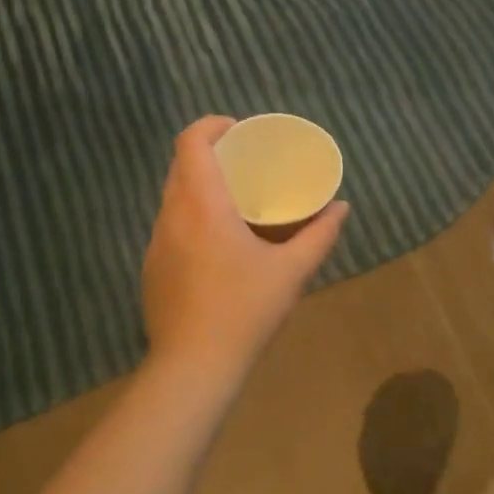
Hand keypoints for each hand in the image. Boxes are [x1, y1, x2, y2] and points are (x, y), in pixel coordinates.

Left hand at [142, 116, 348, 379]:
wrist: (192, 368)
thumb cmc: (244, 311)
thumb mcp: (292, 271)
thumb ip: (319, 235)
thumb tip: (341, 208)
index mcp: (202, 205)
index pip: (191, 142)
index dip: (212, 125)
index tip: (239, 129)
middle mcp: (172, 215)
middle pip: (180, 164)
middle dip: (210, 152)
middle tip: (245, 160)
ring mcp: (156, 243)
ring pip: (172, 196)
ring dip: (198, 185)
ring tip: (234, 198)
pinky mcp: (152, 268)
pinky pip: (170, 225)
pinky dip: (190, 215)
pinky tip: (216, 242)